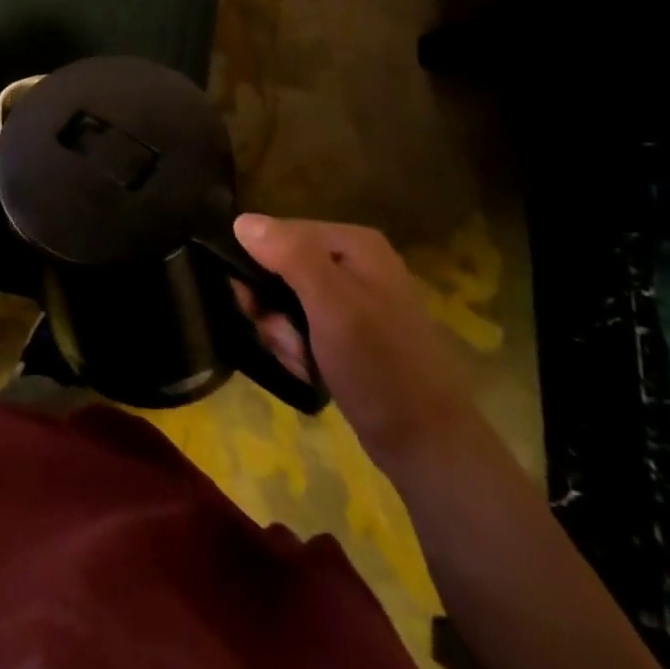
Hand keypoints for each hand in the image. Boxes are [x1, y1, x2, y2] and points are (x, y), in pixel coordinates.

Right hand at [234, 215, 479, 470]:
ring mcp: (353, 298)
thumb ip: (290, 256)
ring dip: (283, 333)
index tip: (256, 305)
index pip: (278, 233)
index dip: (259, 266)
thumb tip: (242, 221)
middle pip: (280, 266)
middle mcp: (354, 262)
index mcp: (355, 244)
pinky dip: (298, 348)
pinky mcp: (351, 332)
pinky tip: (311, 370)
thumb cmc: (380, 367)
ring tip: (302, 361)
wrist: (428, 447)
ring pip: (286, 299)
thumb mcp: (332, 306)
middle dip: (272, 306)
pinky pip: (303, 325)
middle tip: (285, 338)